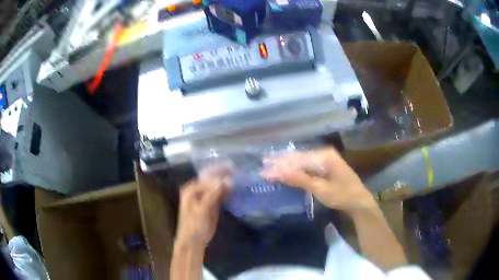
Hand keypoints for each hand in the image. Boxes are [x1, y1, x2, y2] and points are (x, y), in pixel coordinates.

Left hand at [176, 164, 231, 247]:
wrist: (193, 242)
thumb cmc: (194, 226)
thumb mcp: (203, 210)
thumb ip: (213, 194)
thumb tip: (227, 180)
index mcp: (191, 189)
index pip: (208, 177)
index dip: (221, 173)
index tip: (235, 170)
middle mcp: (197, 190)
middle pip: (212, 179)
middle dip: (225, 175)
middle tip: (239, 171)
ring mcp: (204, 197)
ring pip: (217, 186)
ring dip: (227, 182)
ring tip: (240, 176)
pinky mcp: (211, 204)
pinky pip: (220, 194)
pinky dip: (227, 191)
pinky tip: (236, 188)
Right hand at [261, 148, 375, 215]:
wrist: (359, 201)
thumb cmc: (342, 196)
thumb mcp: (321, 189)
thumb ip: (300, 179)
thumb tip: (280, 172)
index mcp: (324, 156)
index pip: (297, 160)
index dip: (280, 166)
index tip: (264, 171)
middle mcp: (324, 153)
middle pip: (298, 157)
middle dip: (281, 161)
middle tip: (263, 164)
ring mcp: (325, 158)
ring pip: (301, 159)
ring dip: (286, 163)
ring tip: (270, 163)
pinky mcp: (325, 165)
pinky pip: (306, 164)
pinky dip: (295, 167)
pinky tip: (286, 168)